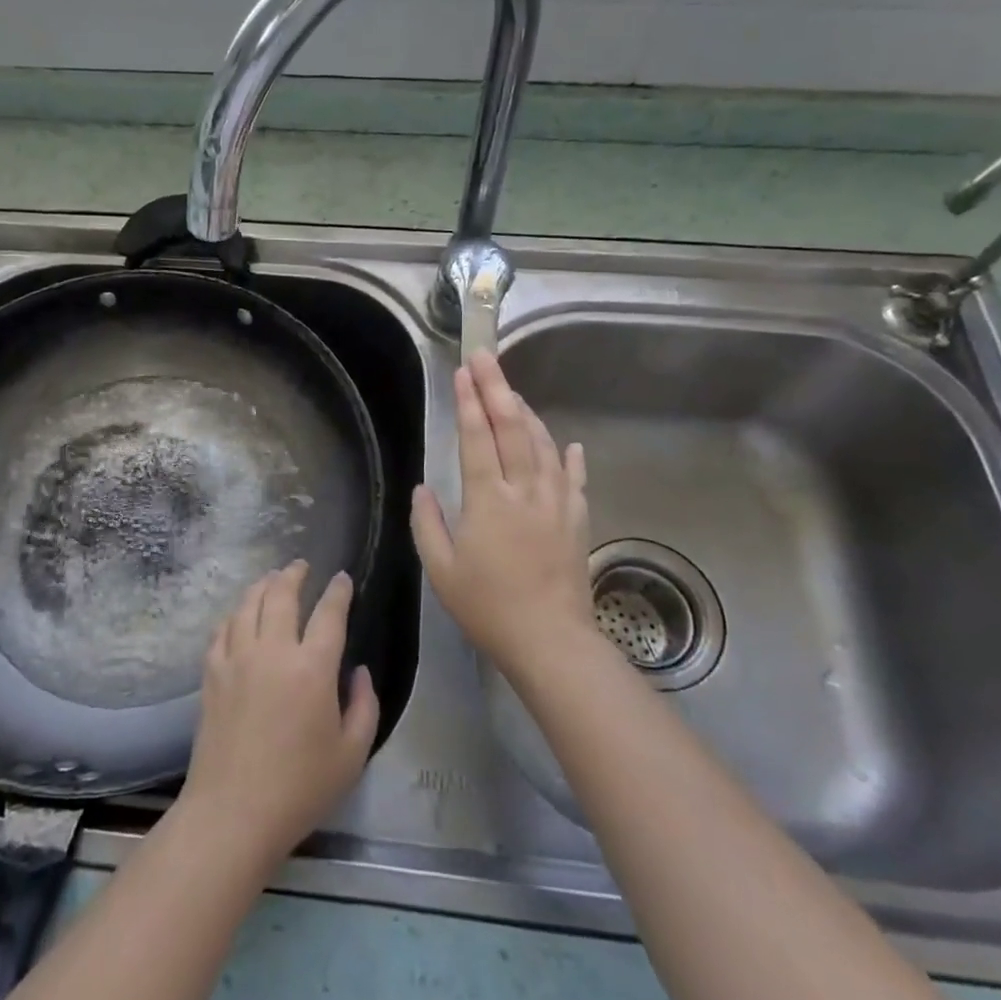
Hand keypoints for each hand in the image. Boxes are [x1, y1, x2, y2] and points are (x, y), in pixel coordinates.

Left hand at [179, 561, 379, 871]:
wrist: (233, 813)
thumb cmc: (300, 788)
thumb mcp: (352, 754)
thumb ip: (364, 706)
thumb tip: (359, 671)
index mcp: (312, 668)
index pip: (329, 613)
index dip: (338, 591)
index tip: (342, 579)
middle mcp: (273, 651)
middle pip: (281, 594)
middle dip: (294, 574)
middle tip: (301, 566)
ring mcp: (237, 659)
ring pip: (247, 604)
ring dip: (262, 585)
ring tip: (271, 580)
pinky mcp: (212, 673)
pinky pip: (222, 629)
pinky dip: (234, 614)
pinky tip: (239, 616)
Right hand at [411, 350, 593, 680]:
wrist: (550, 641)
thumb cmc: (488, 607)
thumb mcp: (441, 570)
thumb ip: (427, 524)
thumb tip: (423, 489)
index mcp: (487, 500)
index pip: (476, 438)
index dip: (468, 402)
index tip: (463, 373)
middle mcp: (524, 490)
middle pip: (511, 428)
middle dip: (497, 388)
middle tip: (486, 358)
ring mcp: (556, 502)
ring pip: (543, 445)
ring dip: (528, 414)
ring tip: (514, 393)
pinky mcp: (577, 520)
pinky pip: (575, 479)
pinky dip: (570, 457)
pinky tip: (569, 444)